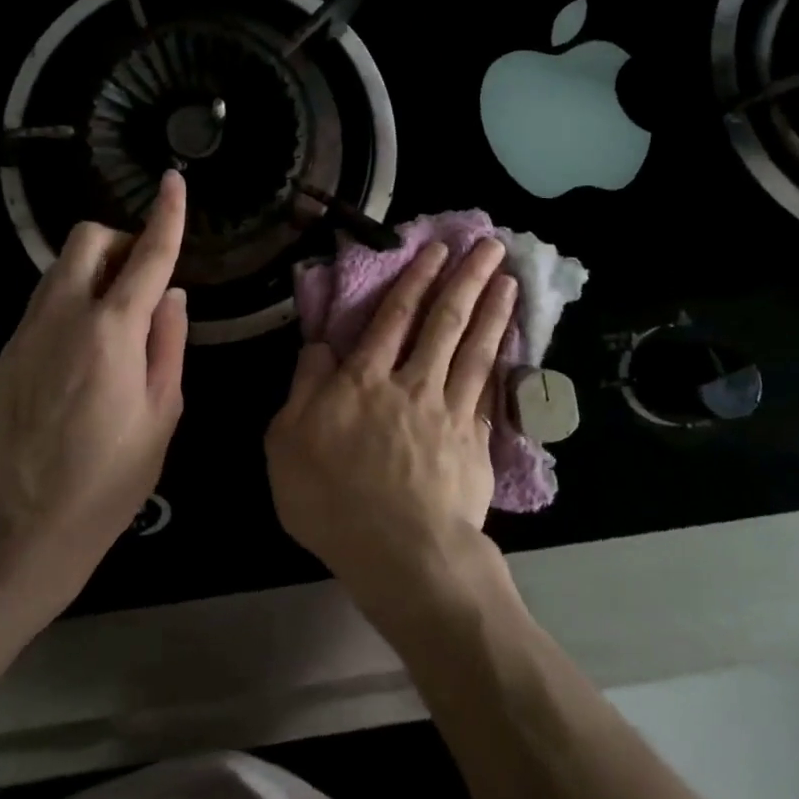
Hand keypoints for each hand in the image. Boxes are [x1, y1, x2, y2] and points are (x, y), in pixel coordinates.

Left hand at [0, 169, 189, 611]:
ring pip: (59, 270)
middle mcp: (62, 318)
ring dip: (93, 273)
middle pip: (86, 239)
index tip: (175, 181)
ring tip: (114, 322)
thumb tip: (171, 295)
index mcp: (111, 332)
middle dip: (119, 241)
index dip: (166, 215)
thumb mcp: (163, 412)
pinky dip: (69, 308)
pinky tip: (80, 358)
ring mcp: (23, 336)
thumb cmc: (113, 477)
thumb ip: (169, 342)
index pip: (147, 255)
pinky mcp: (2, 357)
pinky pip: (41, 309)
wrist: (27, 531)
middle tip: (142, 280)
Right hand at [265, 237, 518, 623]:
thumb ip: (304, 387)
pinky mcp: (476, 441)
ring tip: (508, 279)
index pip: (393, 318)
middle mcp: (411, 383)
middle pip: (443, 322)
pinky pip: (491, 389)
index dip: (415, 280)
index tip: (436, 250)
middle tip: (489, 245)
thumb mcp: (287, 442)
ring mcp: (450, 411)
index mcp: (364, 380)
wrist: (401, 553)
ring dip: (492, 310)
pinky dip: (503, 360)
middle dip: (465, 279)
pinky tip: (511, 342)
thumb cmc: (332, 499)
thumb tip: (320, 346)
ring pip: (474, 349)